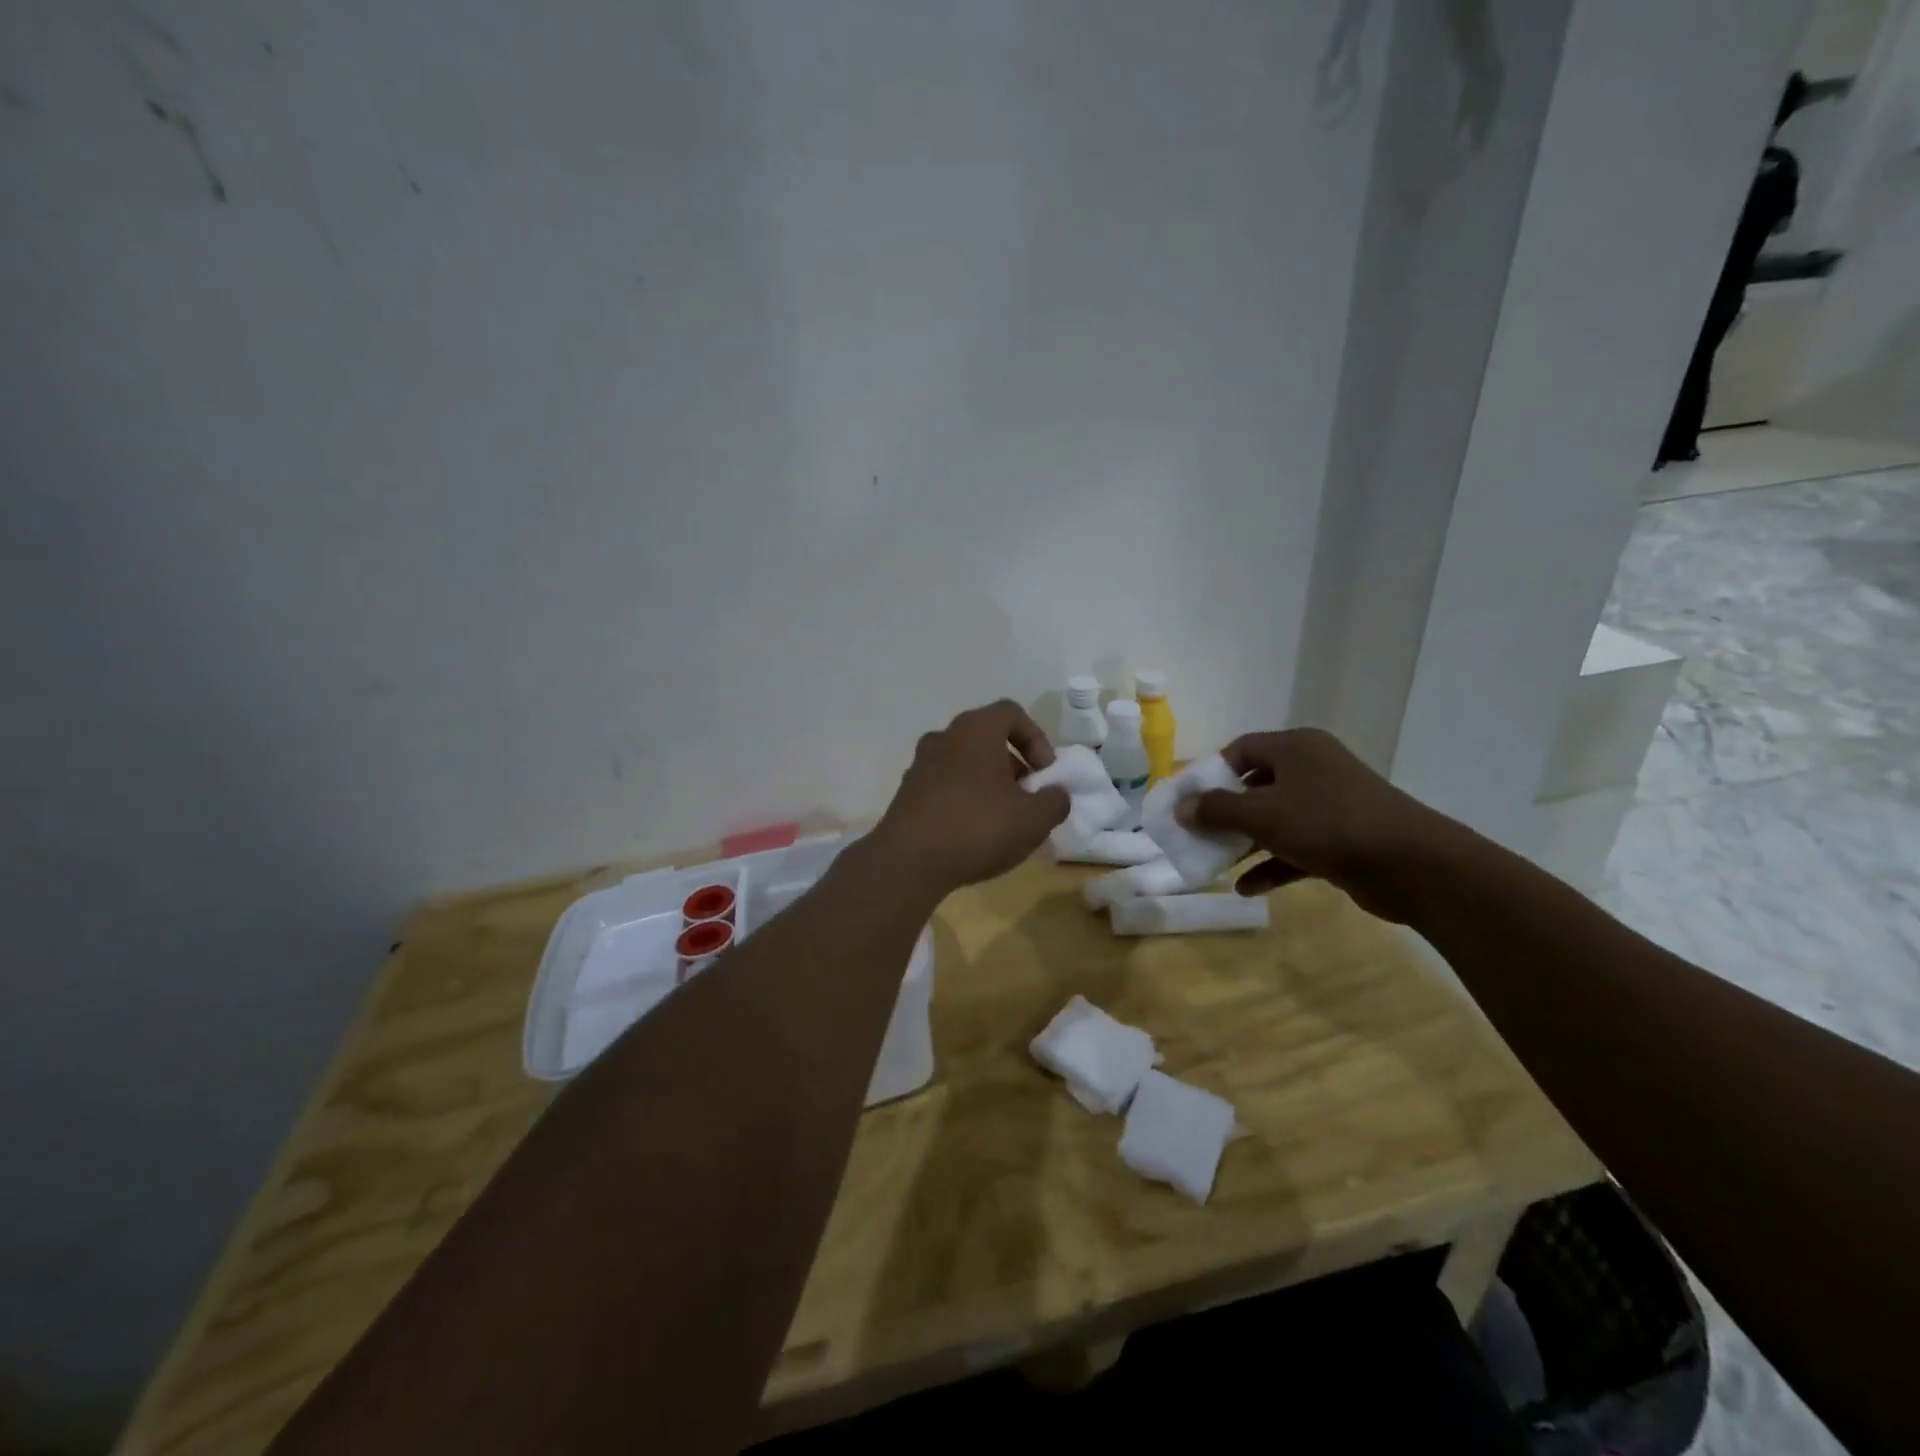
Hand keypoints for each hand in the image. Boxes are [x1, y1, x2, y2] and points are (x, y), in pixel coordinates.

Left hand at [871, 700, 1069, 898]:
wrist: (907, 862)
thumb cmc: (977, 828)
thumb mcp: (1033, 819)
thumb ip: (1055, 801)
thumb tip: (1056, 794)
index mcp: (975, 730)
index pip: (1011, 713)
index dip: (1036, 739)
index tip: (1045, 773)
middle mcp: (944, 737)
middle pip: (987, 739)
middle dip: (1014, 765)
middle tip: (1028, 798)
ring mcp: (921, 765)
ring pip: (965, 763)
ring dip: (989, 783)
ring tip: (1003, 820)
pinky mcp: (907, 793)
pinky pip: (946, 785)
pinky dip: (965, 799)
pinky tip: (974, 833)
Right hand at [1176, 728, 1457, 922]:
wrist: (1411, 864)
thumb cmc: (1326, 823)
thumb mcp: (1261, 813)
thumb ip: (1216, 810)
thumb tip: (1181, 808)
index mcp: (1295, 748)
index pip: (1241, 749)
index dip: (1211, 772)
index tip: (1189, 799)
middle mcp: (1313, 769)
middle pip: (1256, 785)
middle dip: (1225, 812)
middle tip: (1197, 833)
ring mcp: (1330, 805)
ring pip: (1276, 819)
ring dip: (1246, 841)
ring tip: (1215, 863)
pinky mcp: (1343, 839)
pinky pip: (1296, 847)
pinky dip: (1272, 864)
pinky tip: (1246, 888)